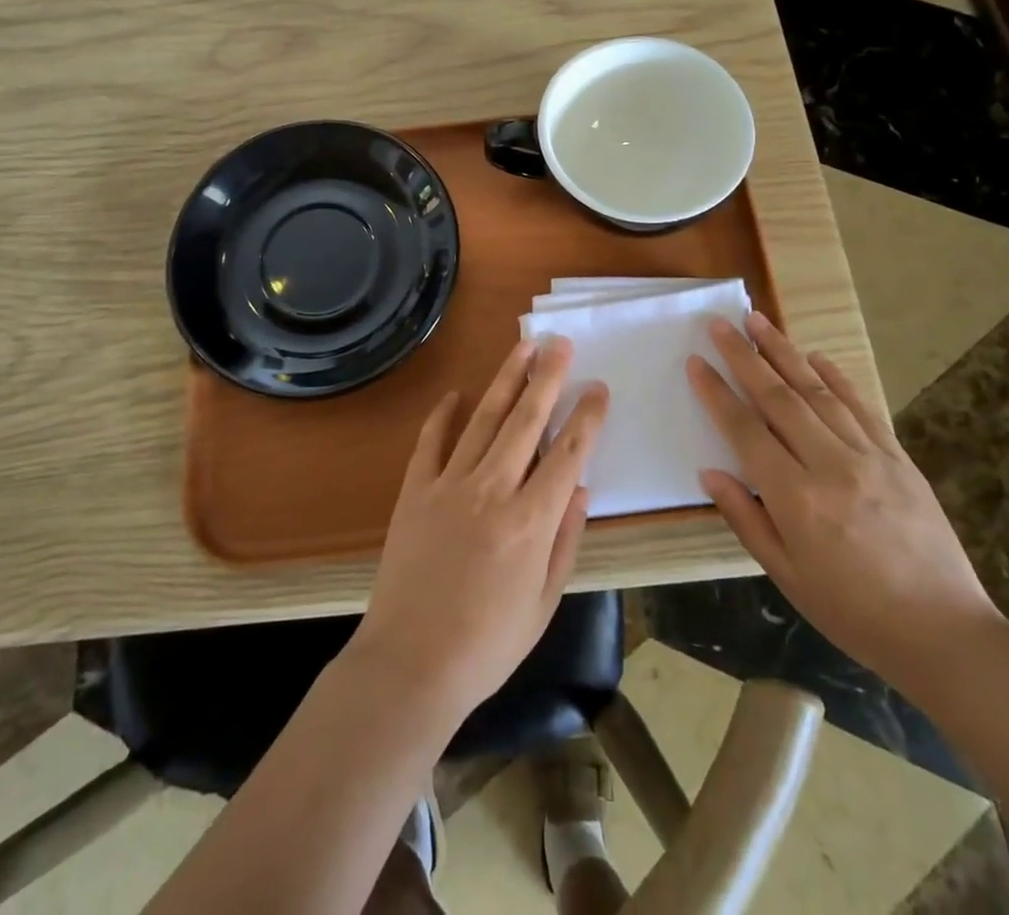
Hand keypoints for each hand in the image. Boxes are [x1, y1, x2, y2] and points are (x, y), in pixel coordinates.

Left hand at [351, 338, 608, 727]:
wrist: (410, 664)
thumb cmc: (487, 644)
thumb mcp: (544, 602)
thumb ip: (565, 540)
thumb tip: (580, 487)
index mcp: (531, 521)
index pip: (567, 454)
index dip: (586, 417)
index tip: (598, 388)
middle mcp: (492, 490)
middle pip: (526, 421)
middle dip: (547, 378)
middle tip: (560, 343)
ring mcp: (449, 485)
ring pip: (484, 419)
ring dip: (505, 380)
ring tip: (523, 348)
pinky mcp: (416, 490)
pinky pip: (432, 441)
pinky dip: (443, 414)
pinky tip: (455, 393)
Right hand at [688, 313, 1005, 698]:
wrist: (946, 634)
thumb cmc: (853, 612)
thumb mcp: (787, 575)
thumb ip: (745, 518)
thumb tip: (709, 472)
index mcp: (796, 498)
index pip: (745, 430)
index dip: (717, 393)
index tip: (696, 362)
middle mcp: (830, 464)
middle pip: (778, 397)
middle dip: (744, 356)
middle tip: (720, 323)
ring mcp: (869, 456)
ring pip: (817, 391)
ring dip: (784, 352)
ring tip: (758, 320)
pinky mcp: (899, 458)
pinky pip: (862, 407)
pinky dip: (837, 377)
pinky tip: (816, 356)